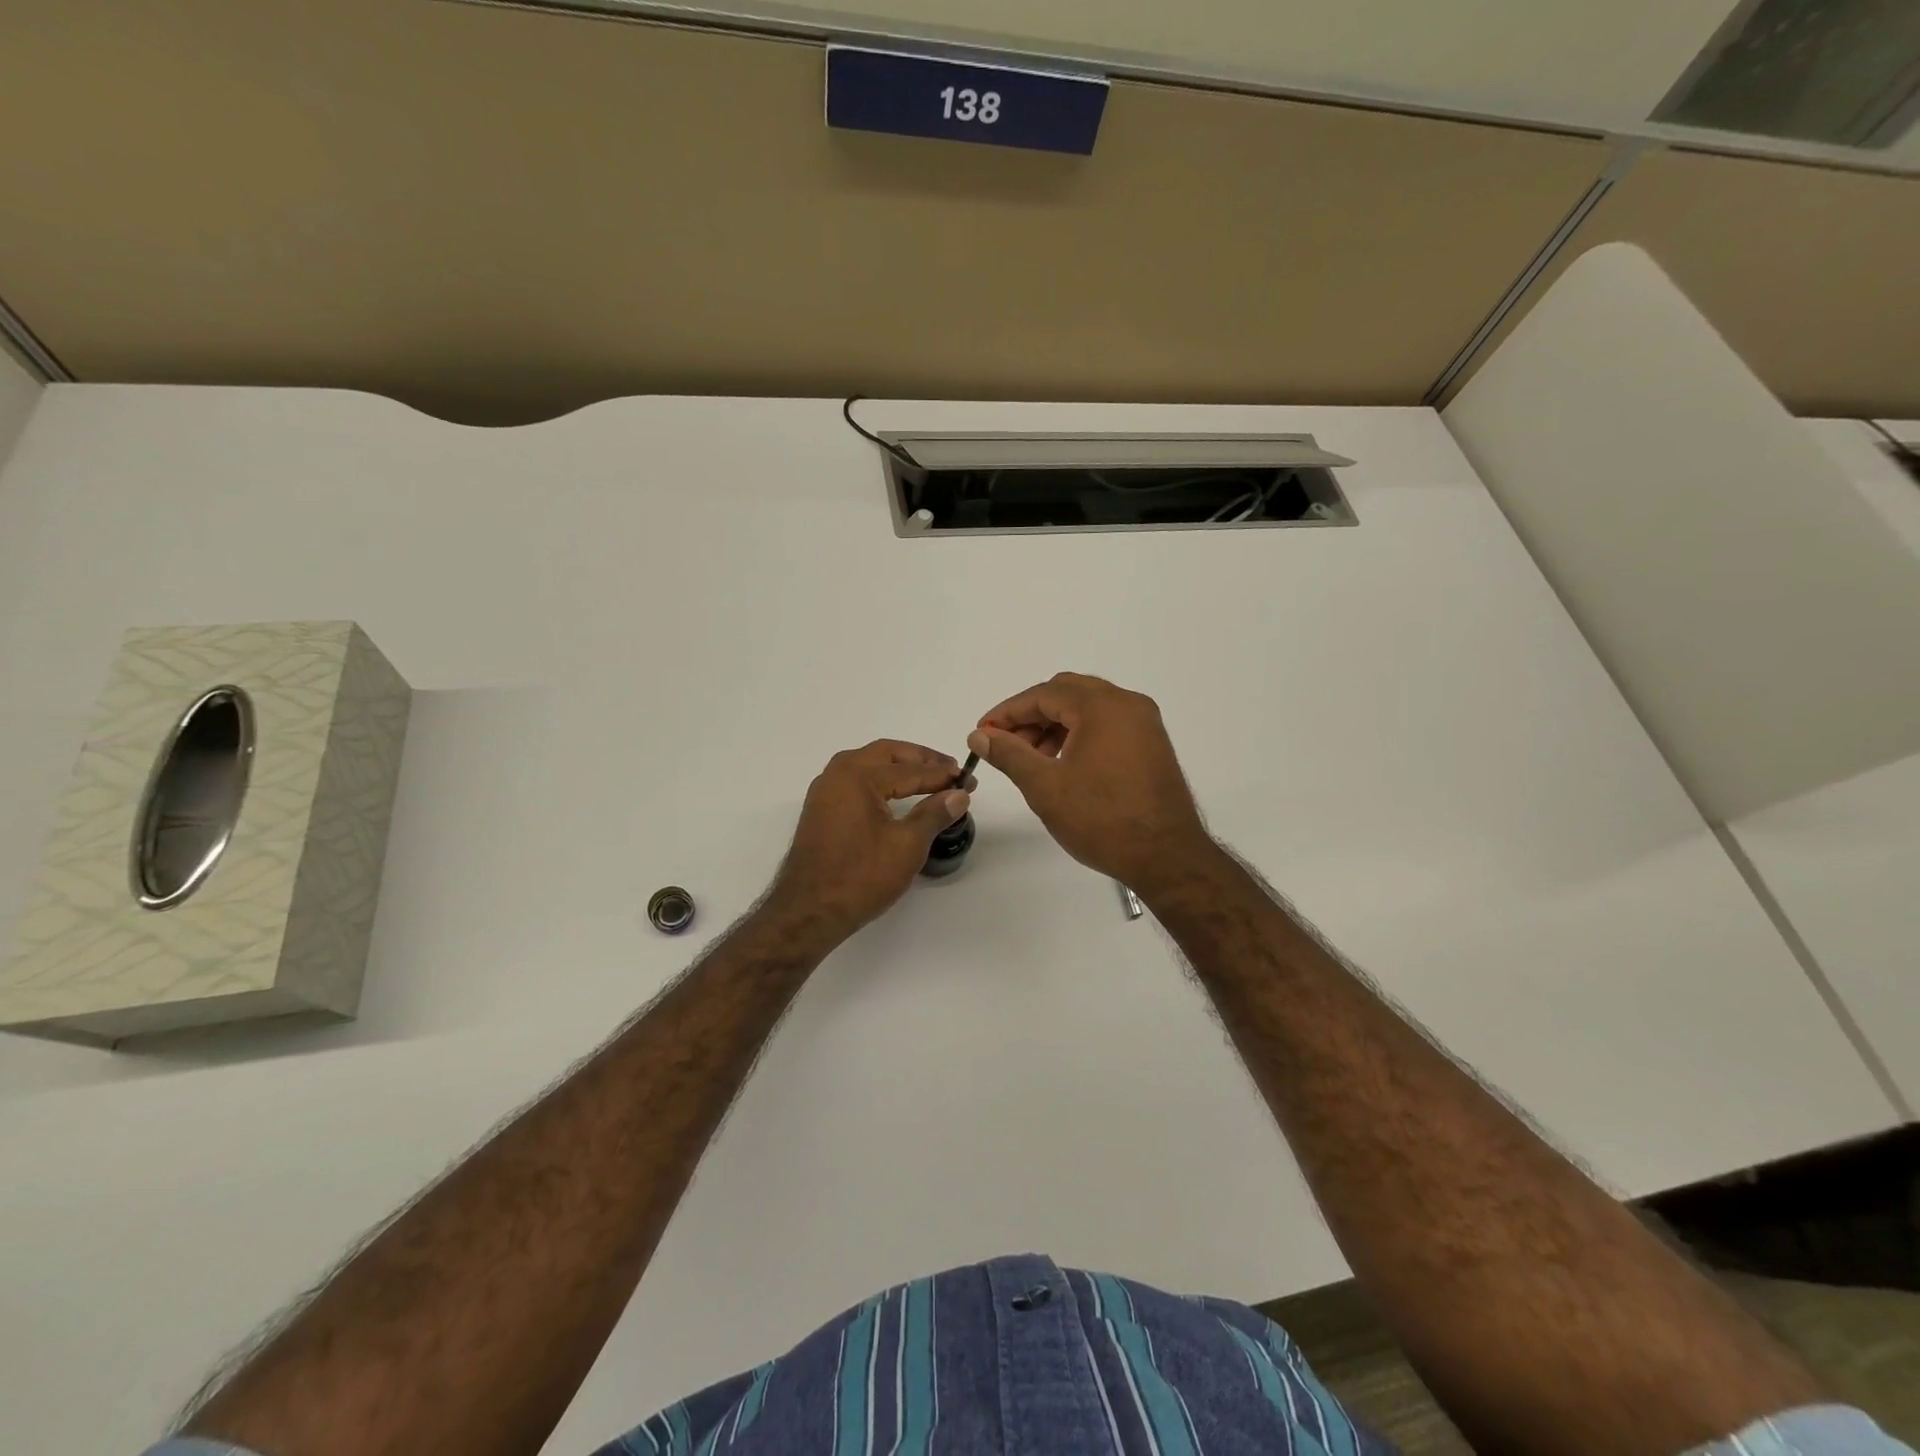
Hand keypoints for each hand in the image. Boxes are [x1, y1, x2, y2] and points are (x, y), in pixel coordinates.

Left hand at [764, 739, 970, 943]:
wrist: (809, 911)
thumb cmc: (861, 876)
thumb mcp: (907, 845)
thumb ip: (934, 814)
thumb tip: (959, 794)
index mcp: (858, 775)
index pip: (911, 770)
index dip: (943, 775)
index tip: (969, 779)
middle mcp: (838, 773)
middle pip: (887, 754)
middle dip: (920, 759)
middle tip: (949, 770)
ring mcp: (825, 791)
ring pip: (868, 764)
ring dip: (899, 767)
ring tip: (927, 778)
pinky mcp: (820, 809)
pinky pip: (856, 781)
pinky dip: (880, 780)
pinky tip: (895, 795)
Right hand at [969, 673, 1214, 894]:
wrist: (1167, 858)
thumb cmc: (1102, 820)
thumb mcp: (1045, 787)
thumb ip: (1009, 754)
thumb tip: (979, 736)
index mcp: (1103, 706)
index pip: (1044, 694)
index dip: (1008, 712)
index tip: (982, 733)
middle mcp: (1128, 704)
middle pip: (1067, 693)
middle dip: (1031, 716)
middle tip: (1006, 745)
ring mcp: (1144, 723)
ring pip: (1087, 708)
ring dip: (1054, 725)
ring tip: (1032, 759)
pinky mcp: (1151, 743)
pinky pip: (1107, 724)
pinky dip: (1079, 734)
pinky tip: (1063, 764)